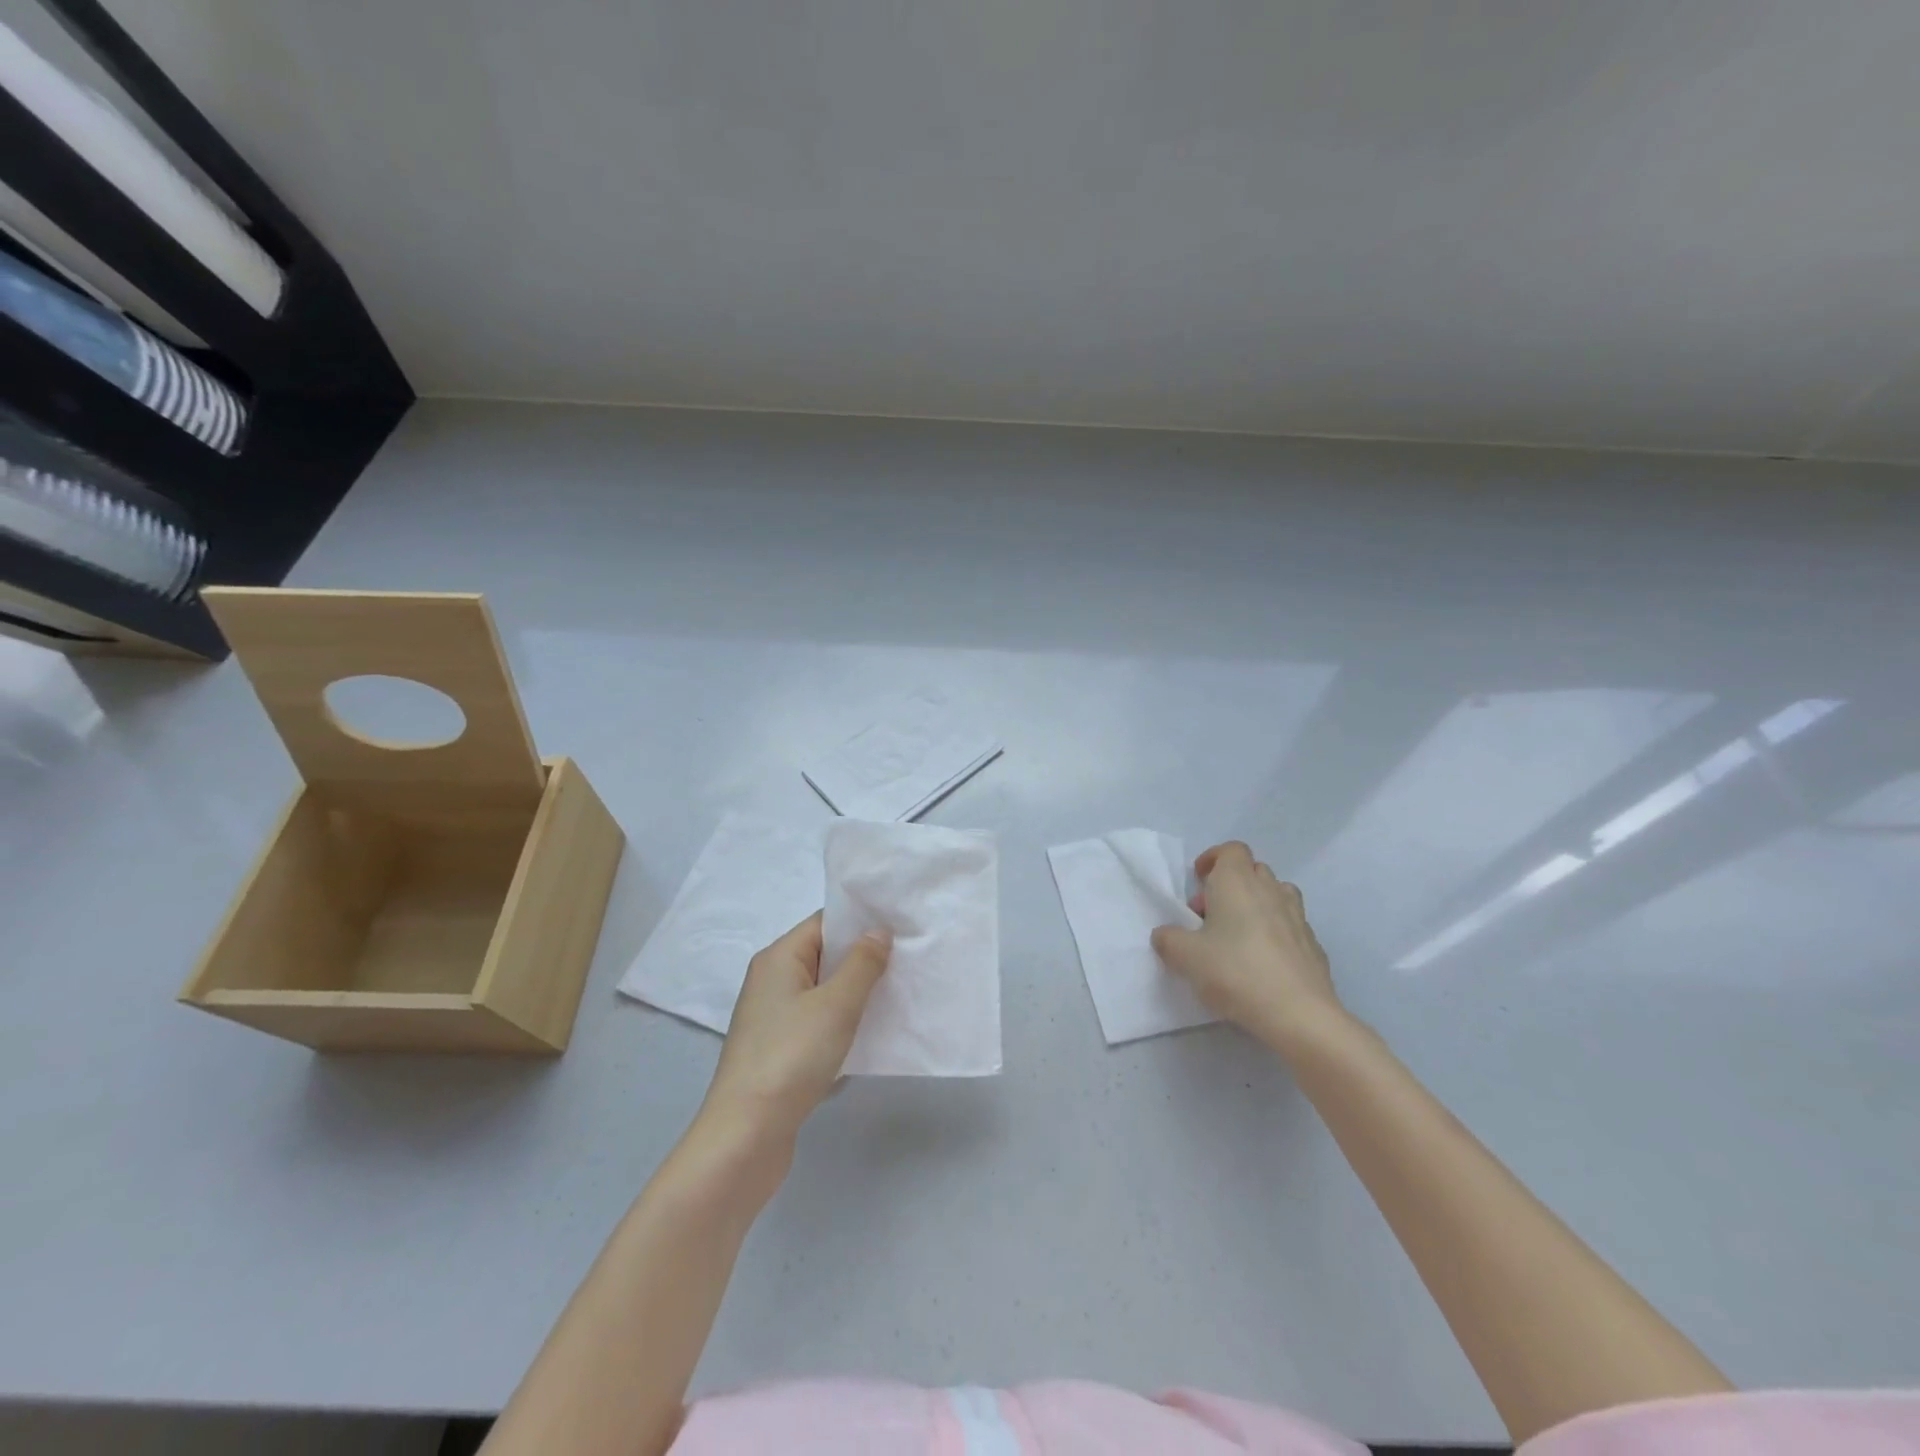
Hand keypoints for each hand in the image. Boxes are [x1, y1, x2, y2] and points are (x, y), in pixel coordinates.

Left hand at [701, 912, 890, 1150]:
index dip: (861, 922)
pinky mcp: (778, 1050)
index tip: (901, 926)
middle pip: (824, 956)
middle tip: (908, 959)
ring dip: (855, 993)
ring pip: (823, 992)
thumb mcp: (836, 1004)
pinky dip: (842, 1023)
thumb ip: (862, 963)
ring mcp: (772, 1018)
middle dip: (863, 958)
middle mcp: (771, 981)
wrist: (746, 1135)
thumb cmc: (791, 1056)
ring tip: (898, 993)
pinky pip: (817, 1022)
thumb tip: (878, 930)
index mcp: (778, 958)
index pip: (824, 923)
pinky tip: (870, 1034)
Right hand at [1151, 841, 1342, 1050]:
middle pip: (1252, 870)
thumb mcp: (1186, 957)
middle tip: (1210, 915)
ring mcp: (1297, 916)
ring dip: (1257, 904)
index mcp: (1237, 883)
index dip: (1213, 858)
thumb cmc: (1236, 972)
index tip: (1198, 880)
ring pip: (1276, 894)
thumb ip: (1169, 940)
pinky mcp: (1313, 944)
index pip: (1231, 849)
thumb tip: (1165, 934)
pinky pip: (1290, 925)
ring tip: (1238, 934)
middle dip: (1230, 884)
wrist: (1299, 1013)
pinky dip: (1276, 931)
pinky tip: (1263, 961)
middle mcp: (1270, 890)